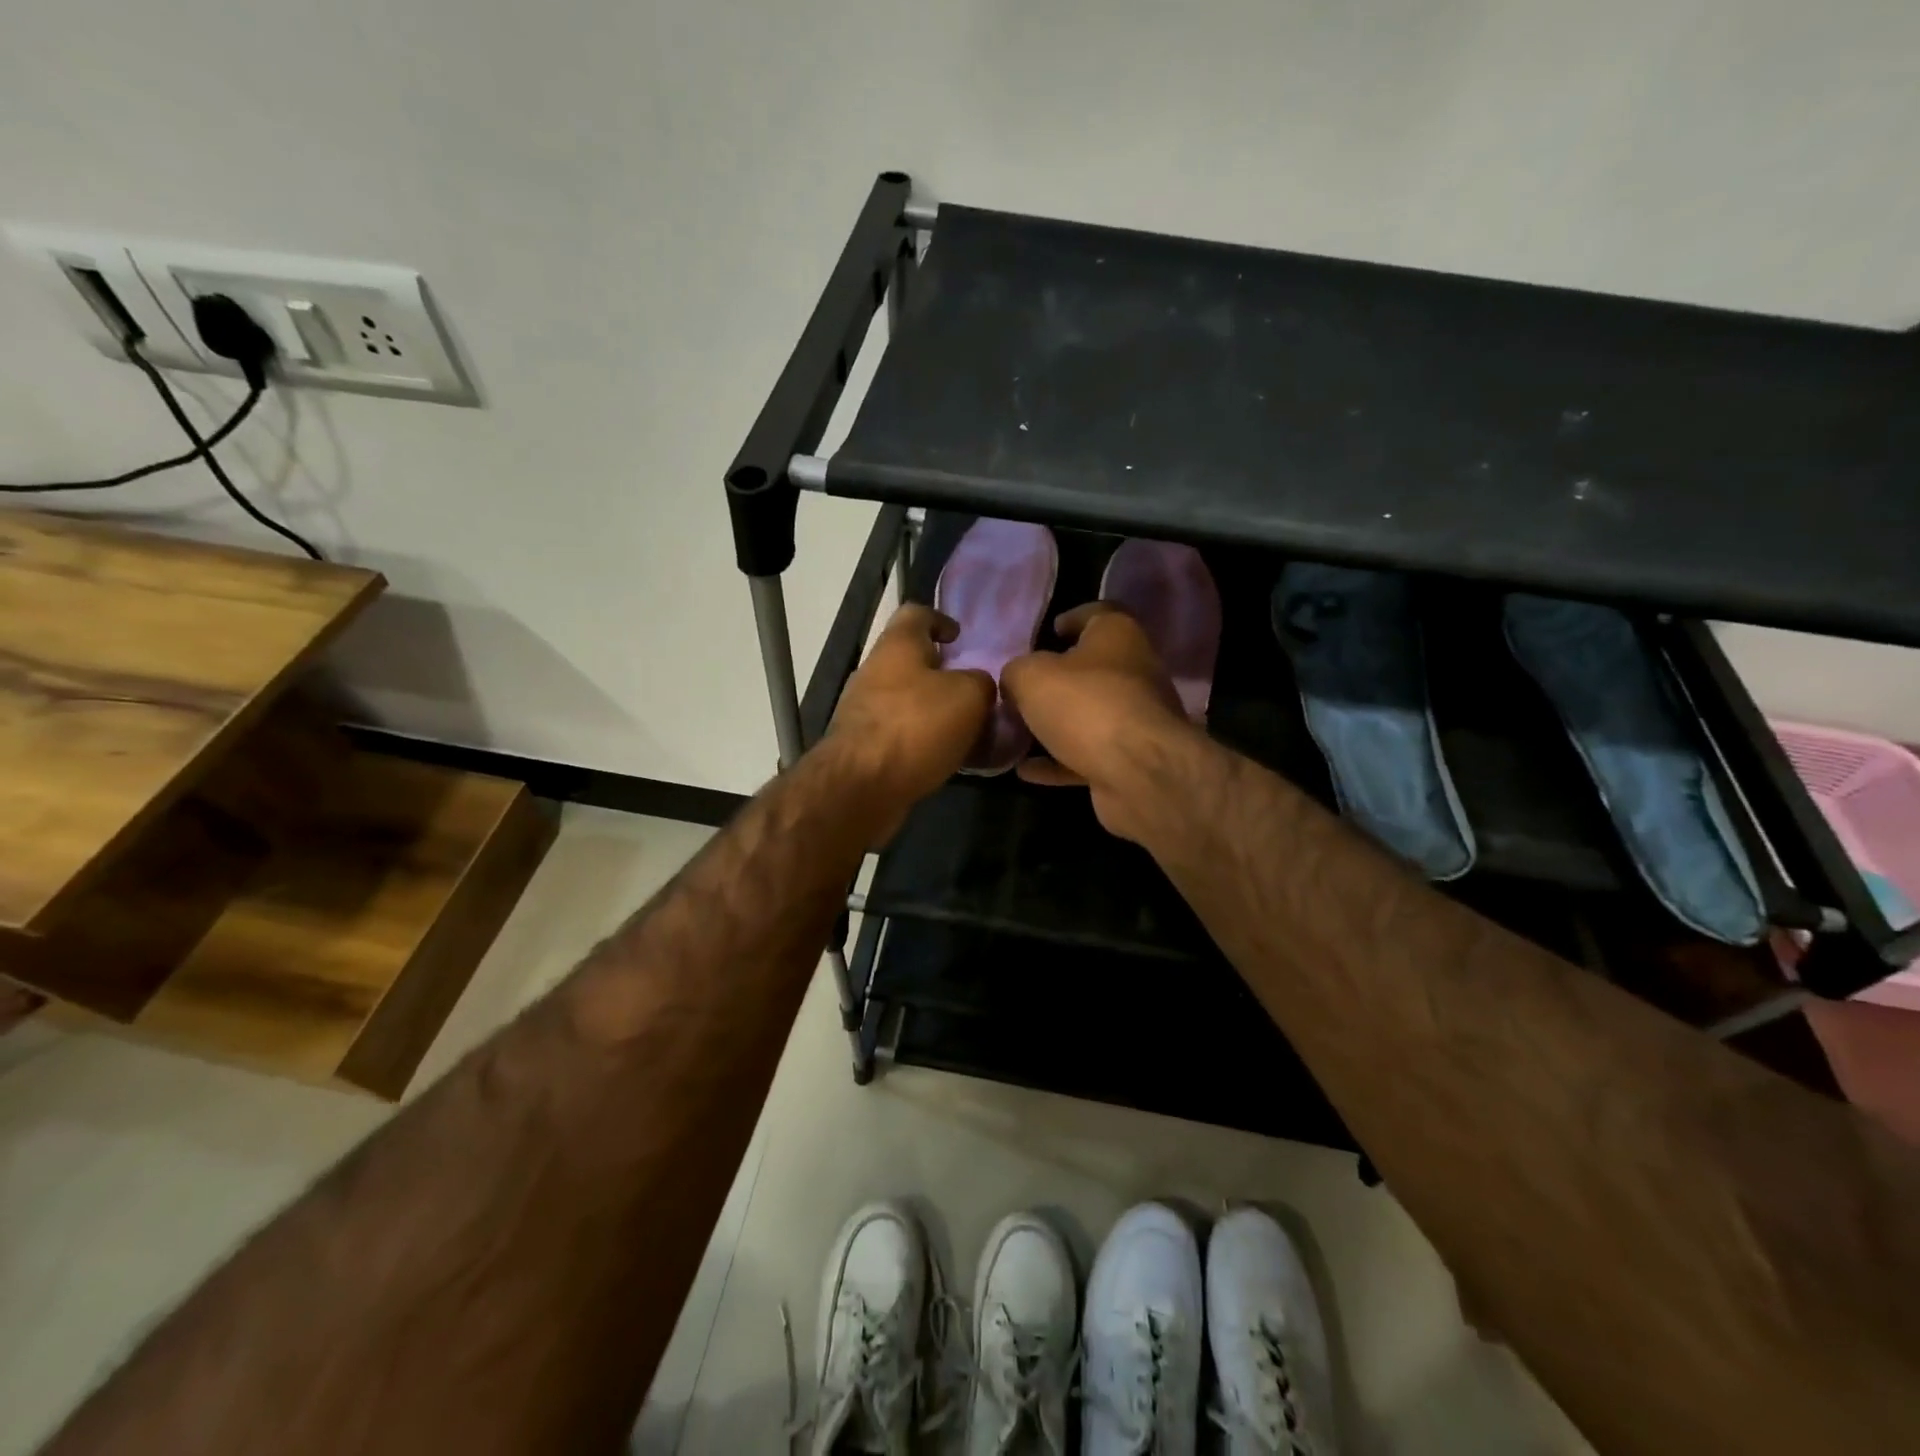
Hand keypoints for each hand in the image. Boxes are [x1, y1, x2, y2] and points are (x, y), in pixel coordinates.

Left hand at [822, 604, 993, 837]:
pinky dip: (923, 740)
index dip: (941, 620)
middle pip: (911, 661)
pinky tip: (947, 758)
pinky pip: (901, 733)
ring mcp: (864, 709)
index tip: (960, 638)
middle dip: (943, 674)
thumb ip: (981, 682)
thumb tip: (979, 686)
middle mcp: (875, 671)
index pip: (917, 613)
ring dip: (935, 711)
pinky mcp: (863, 746)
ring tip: (968, 730)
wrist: (861, 786)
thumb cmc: (916, 727)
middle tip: (975, 692)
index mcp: (897, 645)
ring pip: (907, 700)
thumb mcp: (969, 696)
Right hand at [1001, 603, 1208, 841]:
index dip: (1072, 618)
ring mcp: (1136, 718)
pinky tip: (1025, 770)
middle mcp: (1135, 671)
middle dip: (1058, 678)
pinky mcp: (1131, 758)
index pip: (1097, 614)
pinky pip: (1087, 754)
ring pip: (1090, 714)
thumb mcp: (1032, 677)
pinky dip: (1058, 760)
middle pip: (1092, 668)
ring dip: (1056, 723)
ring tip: (1017, 731)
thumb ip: (1017, 671)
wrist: (1139, 773)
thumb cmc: (1086, 705)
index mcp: (1118, 635)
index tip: (1049, 631)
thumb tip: (1015, 680)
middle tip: (1023, 687)